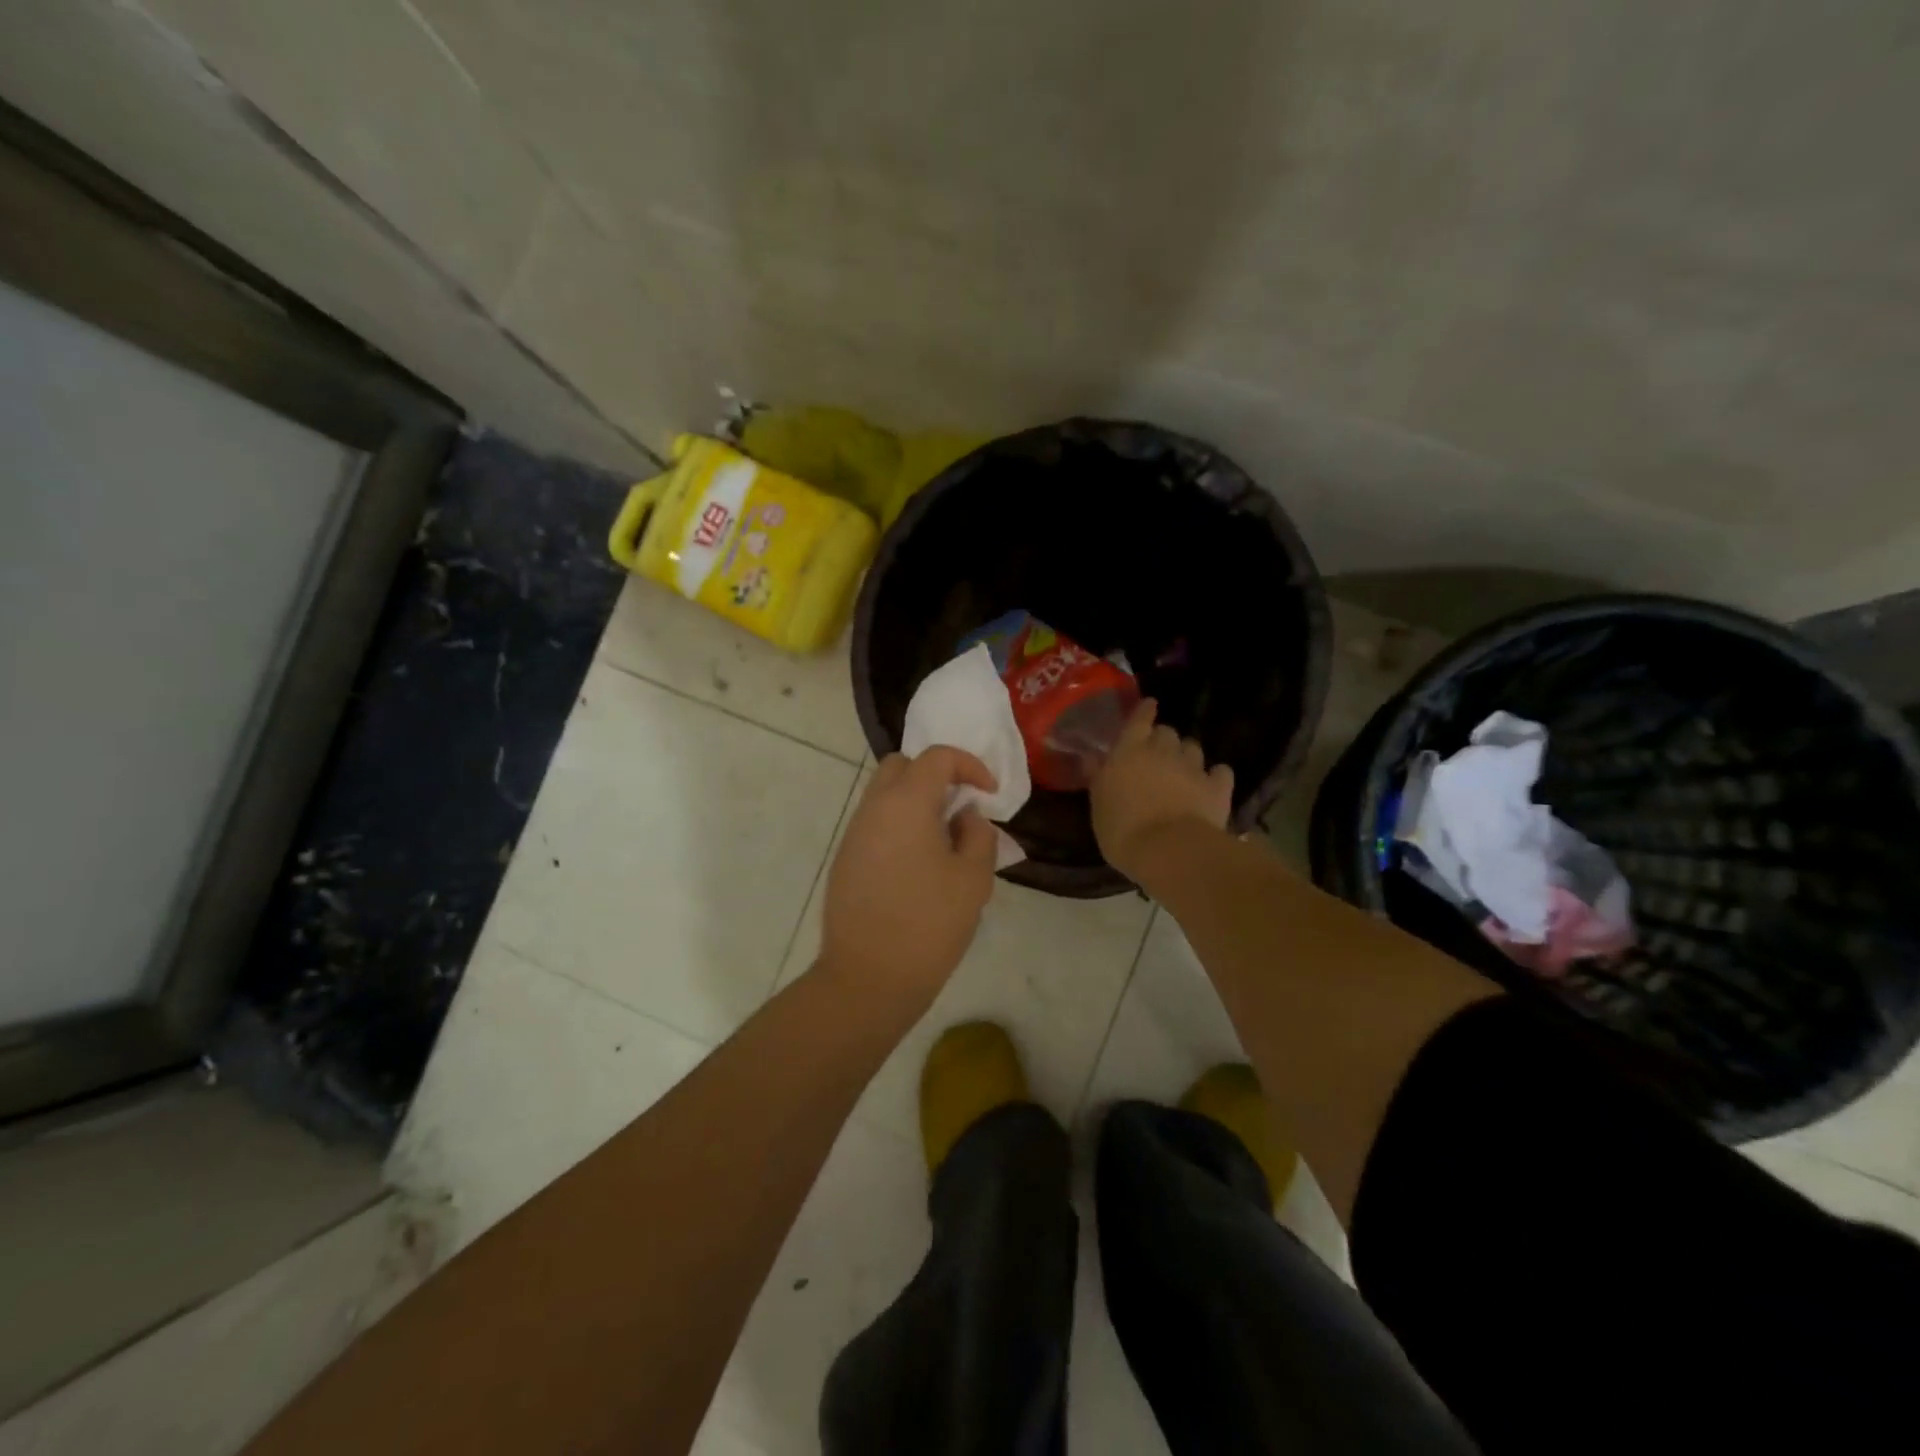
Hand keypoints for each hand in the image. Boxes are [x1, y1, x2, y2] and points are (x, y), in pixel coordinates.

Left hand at [818, 746, 999, 1005]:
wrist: (868, 978)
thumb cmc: (929, 924)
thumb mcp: (973, 879)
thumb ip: (977, 834)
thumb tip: (965, 817)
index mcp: (906, 804)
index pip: (937, 757)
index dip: (969, 765)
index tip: (989, 793)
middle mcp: (873, 809)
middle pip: (901, 766)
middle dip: (934, 774)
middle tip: (960, 806)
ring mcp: (854, 834)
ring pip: (884, 794)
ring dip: (915, 801)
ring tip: (944, 839)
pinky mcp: (845, 860)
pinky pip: (875, 823)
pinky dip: (899, 825)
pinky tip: (919, 864)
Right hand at [1091, 700, 1234, 880]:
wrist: (1170, 850)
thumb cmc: (1122, 829)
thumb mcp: (1098, 805)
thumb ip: (1098, 777)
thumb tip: (1091, 757)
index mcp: (1129, 751)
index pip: (1139, 719)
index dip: (1144, 711)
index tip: (1149, 706)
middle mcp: (1162, 751)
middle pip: (1167, 732)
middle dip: (1163, 740)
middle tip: (1156, 755)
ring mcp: (1193, 767)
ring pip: (1193, 748)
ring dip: (1186, 755)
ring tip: (1182, 771)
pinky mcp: (1217, 787)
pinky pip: (1220, 772)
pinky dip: (1215, 776)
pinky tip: (1211, 784)